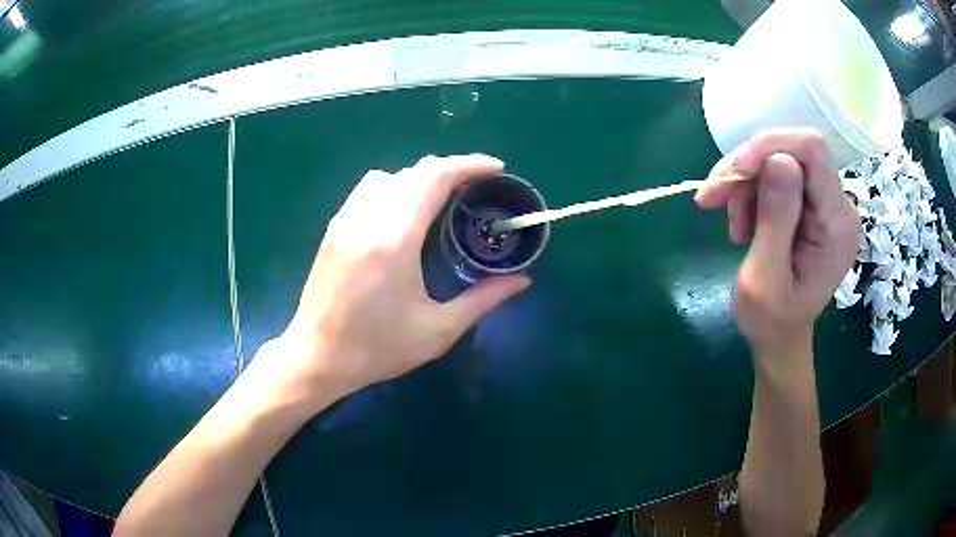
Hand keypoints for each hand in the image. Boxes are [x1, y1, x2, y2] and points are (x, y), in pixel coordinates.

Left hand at [258, 155, 530, 408]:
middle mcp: (368, 218)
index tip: (496, 169)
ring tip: (442, 200)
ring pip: (391, 176)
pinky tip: (402, 212)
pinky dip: (394, 187)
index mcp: (394, 239)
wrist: (317, 357)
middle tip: (477, 189)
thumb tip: (522, 280)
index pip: (435, 177)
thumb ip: (483, 300)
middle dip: (452, 170)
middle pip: (415, 171)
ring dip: (421, 179)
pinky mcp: (334, 228)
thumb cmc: (377, 349)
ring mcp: (346, 220)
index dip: (470, 165)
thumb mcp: (437, 331)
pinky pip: (368, 189)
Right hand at [695, 129, 859, 355]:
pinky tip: (741, 220)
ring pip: (780, 159)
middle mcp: (839, 207)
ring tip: (730, 221)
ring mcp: (826, 204)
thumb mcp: (765, 279)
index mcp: (837, 226)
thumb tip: (777, 159)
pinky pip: (777, 175)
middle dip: (750, 167)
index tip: (733, 171)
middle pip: (793, 151)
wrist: (780, 336)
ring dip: (746, 183)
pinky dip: (751, 190)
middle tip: (714, 196)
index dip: (770, 147)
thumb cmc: (771, 320)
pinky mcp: (812, 205)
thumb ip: (776, 220)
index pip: (812, 152)